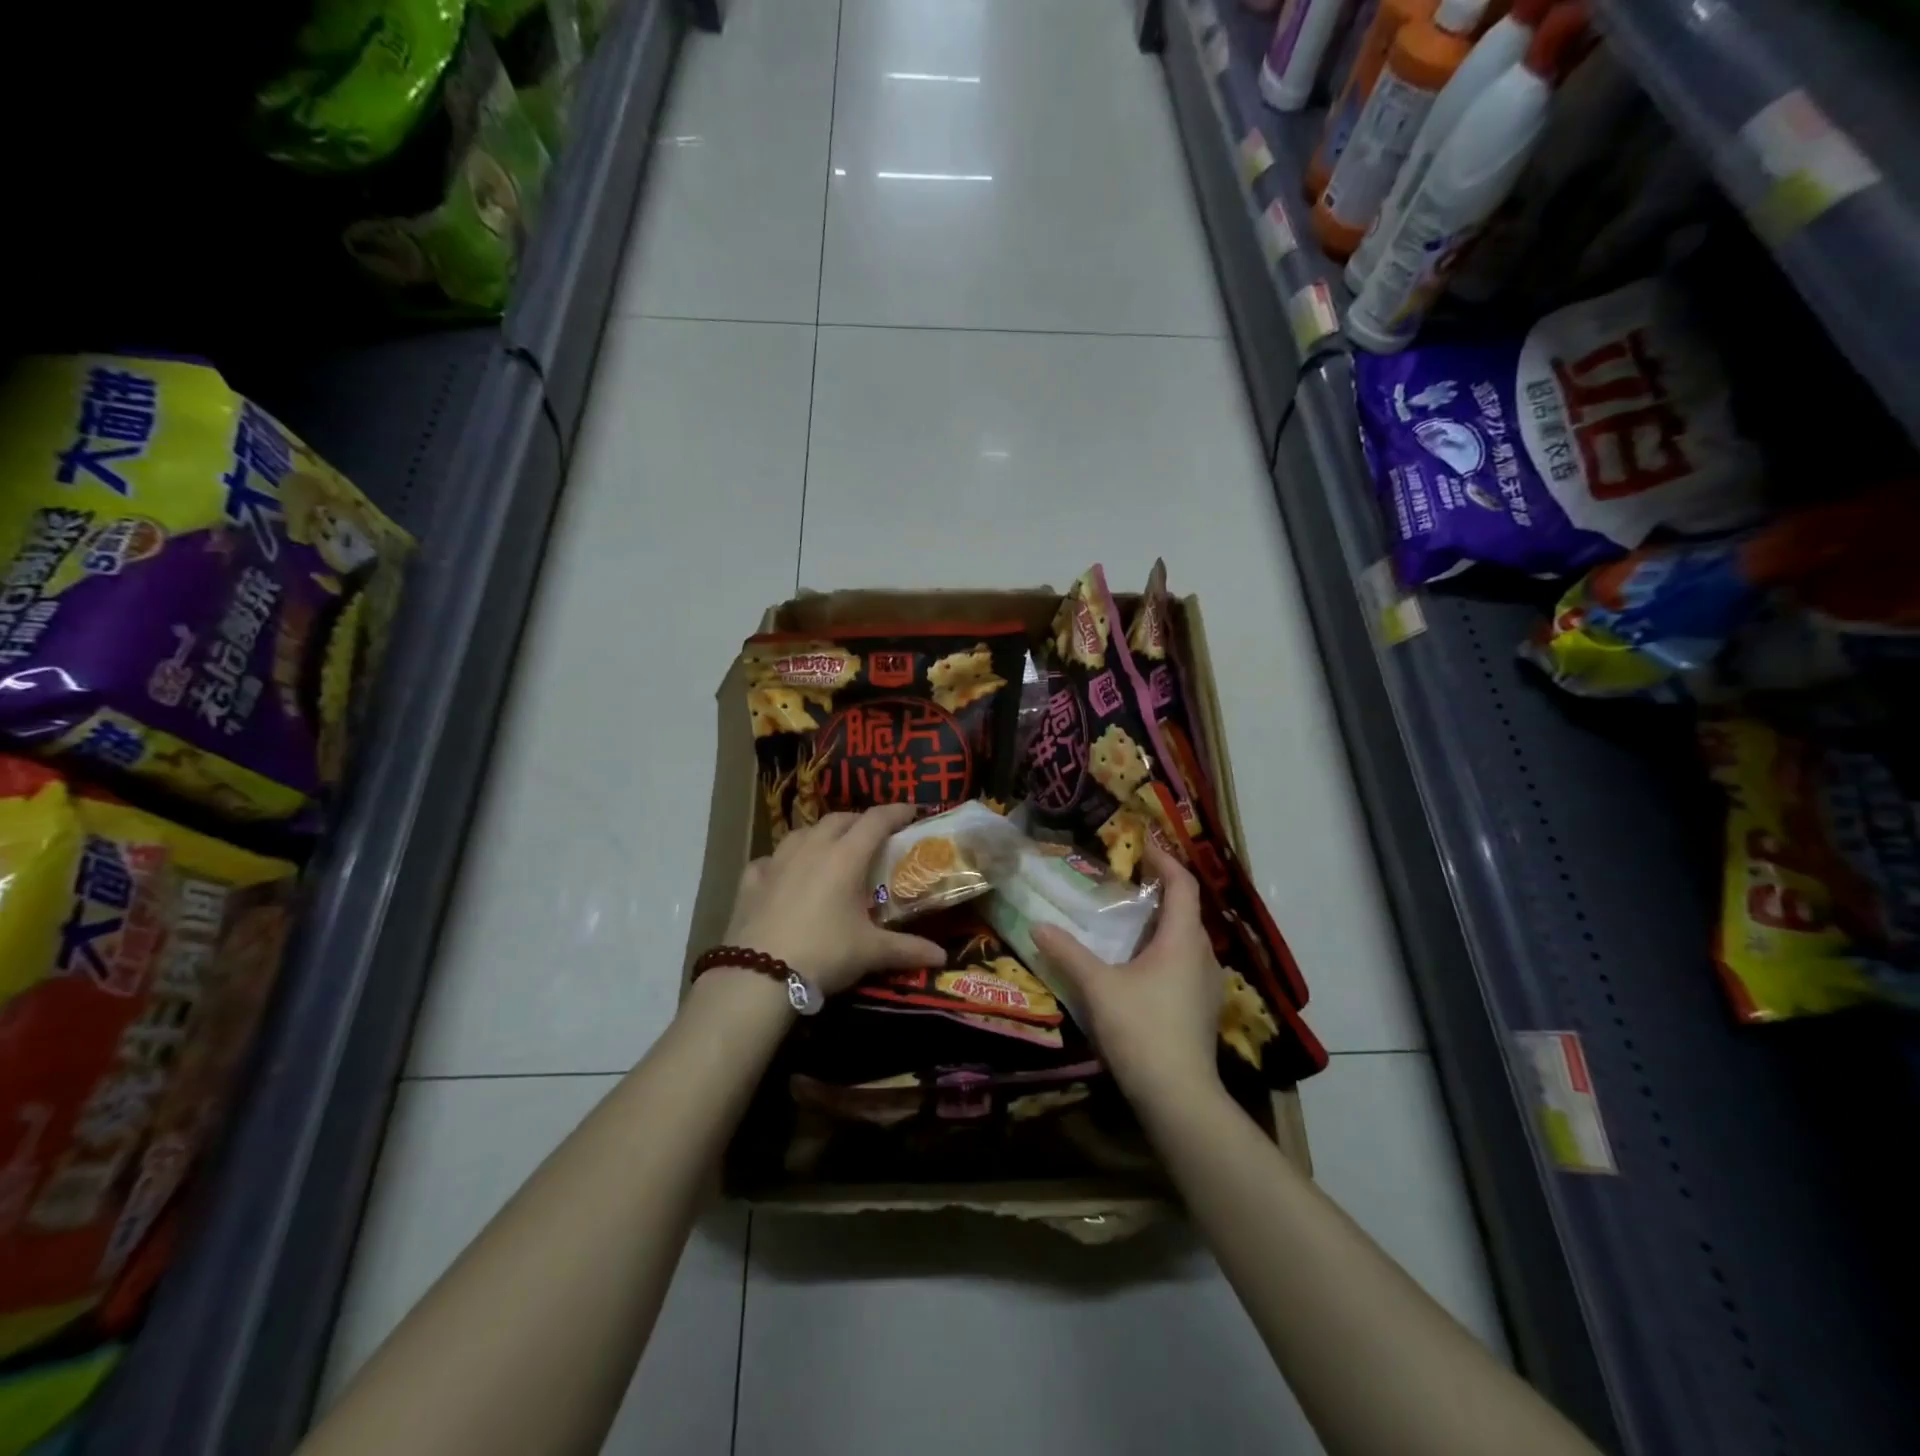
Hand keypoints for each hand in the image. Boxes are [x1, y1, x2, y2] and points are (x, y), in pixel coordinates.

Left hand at [722, 804, 945, 995]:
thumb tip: (942, 957)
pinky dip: (784, 861)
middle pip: (839, 819)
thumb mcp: (870, 953)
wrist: (758, 975)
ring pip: (803, 832)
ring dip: (822, 834)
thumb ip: (907, 950)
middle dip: (859, 821)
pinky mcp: (751, 880)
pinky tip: (785, 874)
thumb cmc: (824, 954)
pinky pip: (771, 859)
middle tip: (874, 836)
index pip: (876, 821)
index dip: (896, 812)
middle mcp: (811, 849)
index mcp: (845, 857)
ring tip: (831, 849)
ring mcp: (777, 861)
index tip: (912, 810)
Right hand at [1031, 842, 1223, 1101]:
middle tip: (1129, 879)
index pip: (1183, 885)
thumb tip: (1038, 925)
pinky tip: (1139, 963)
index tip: (1144, 843)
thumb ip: (1068, 953)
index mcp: (1183, 940)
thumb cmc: (1142, 1030)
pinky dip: (1165, 948)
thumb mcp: (1098, 987)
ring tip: (1130, 918)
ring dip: (1163, 922)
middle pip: (1187, 910)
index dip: (1165, 860)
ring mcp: (1206, 984)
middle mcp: (1202, 955)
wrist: (1179, 1097)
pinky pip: (1185, 962)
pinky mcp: (1201, 1008)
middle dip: (1161, 890)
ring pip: (1187, 938)